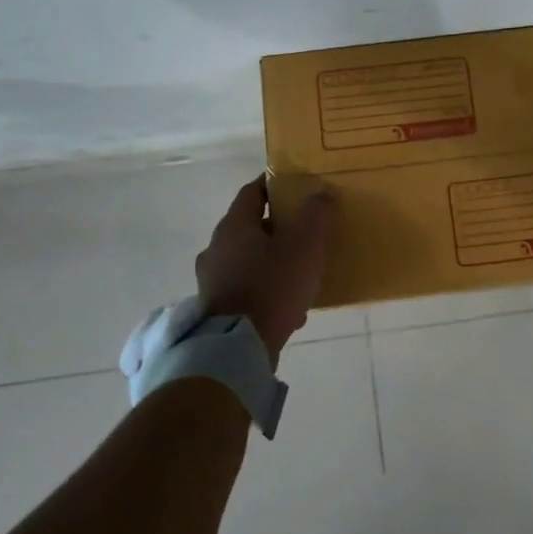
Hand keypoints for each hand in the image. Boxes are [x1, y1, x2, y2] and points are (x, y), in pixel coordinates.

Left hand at [196, 176, 338, 360]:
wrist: (237, 348)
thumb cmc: (272, 286)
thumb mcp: (304, 245)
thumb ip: (315, 214)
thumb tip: (321, 190)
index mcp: (234, 226)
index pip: (252, 192)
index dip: (273, 186)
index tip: (295, 187)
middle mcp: (216, 248)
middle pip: (249, 228)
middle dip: (277, 229)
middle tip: (304, 233)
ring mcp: (212, 280)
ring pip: (248, 261)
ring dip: (272, 263)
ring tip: (301, 275)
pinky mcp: (215, 309)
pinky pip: (246, 290)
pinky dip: (266, 291)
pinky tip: (290, 309)